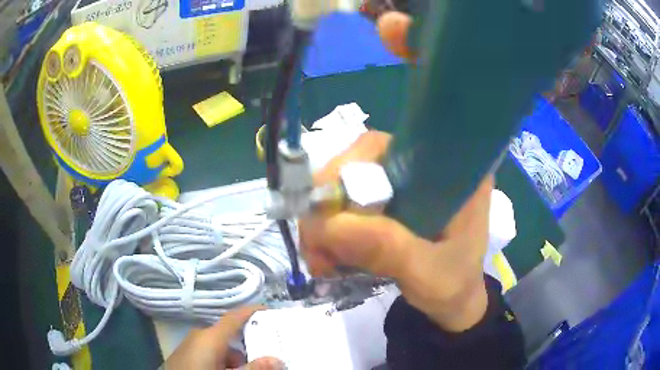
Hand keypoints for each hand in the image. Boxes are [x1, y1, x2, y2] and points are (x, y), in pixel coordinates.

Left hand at [164, 306, 282, 369]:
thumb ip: (252, 368)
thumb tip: (277, 359)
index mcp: (209, 336)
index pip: (234, 317)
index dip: (251, 311)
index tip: (269, 310)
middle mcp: (199, 336)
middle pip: (229, 335)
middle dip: (248, 344)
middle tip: (266, 352)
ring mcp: (190, 345)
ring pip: (219, 346)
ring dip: (235, 357)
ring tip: (247, 368)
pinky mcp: (185, 354)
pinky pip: (209, 352)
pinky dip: (222, 360)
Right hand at [299, 131, 492, 332]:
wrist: (454, 303)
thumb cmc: (453, 286)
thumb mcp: (429, 272)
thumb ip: (388, 249)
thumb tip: (325, 225)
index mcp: (449, 171)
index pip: (390, 145)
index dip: (350, 166)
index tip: (326, 207)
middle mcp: (422, 168)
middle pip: (359, 164)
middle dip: (329, 204)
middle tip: (315, 246)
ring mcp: (402, 187)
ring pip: (347, 187)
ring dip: (324, 224)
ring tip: (320, 262)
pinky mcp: (387, 207)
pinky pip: (347, 208)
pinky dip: (330, 233)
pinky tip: (328, 259)